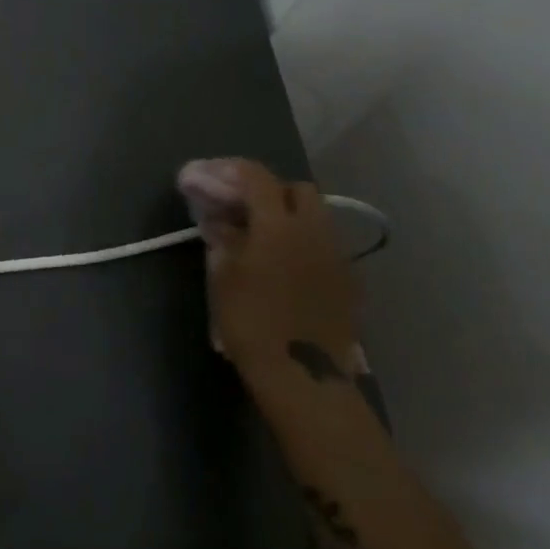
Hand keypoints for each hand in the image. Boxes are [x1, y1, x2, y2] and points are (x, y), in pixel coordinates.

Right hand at [177, 158, 358, 387]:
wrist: (303, 378)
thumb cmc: (251, 322)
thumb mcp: (223, 276)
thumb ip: (222, 237)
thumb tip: (218, 218)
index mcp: (279, 224)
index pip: (256, 177)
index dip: (227, 170)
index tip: (203, 176)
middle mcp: (315, 231)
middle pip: (296, 189)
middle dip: (267, 189)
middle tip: (237, 205)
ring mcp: (336, 256)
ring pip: (315, 216)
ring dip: (286, 214)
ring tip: (258, 234)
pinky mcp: (347, 281)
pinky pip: (323, 245)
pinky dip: (301, 241)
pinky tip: (281, 262)